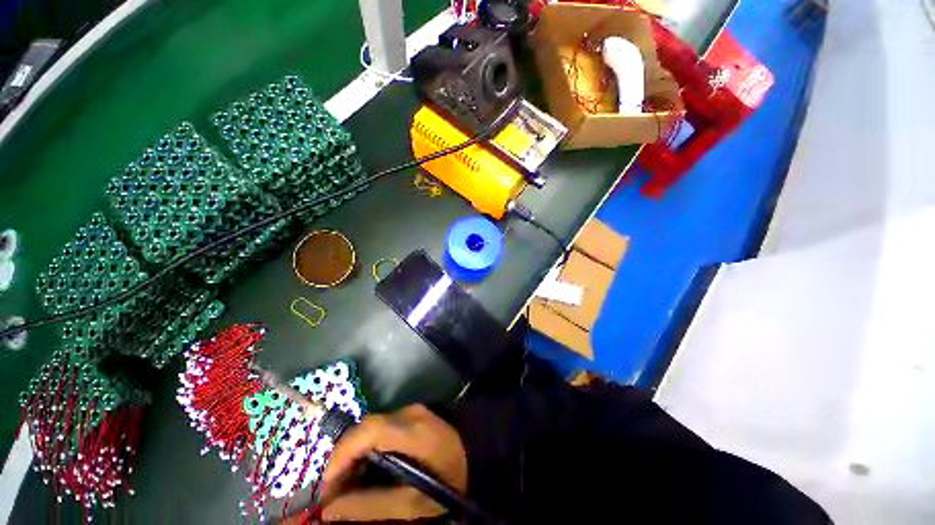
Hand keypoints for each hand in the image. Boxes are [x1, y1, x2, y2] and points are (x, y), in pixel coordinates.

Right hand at [317, 405, 467, 521]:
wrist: (480, 454)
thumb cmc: (452, 480)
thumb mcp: (414, 503)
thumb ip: (372, 505)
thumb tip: (331, 509)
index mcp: (413, 430)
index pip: (368, 430)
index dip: (341, 455)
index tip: (326, 487)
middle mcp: (410, 412)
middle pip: (366, 428)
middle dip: (344, 459)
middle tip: (334, 493)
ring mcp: (413, 410)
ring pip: (373, 428)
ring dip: (356, 455)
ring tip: (348, 486)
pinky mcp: (415, 414)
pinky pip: (384, 428)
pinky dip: (370, 448)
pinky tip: (369, 470)